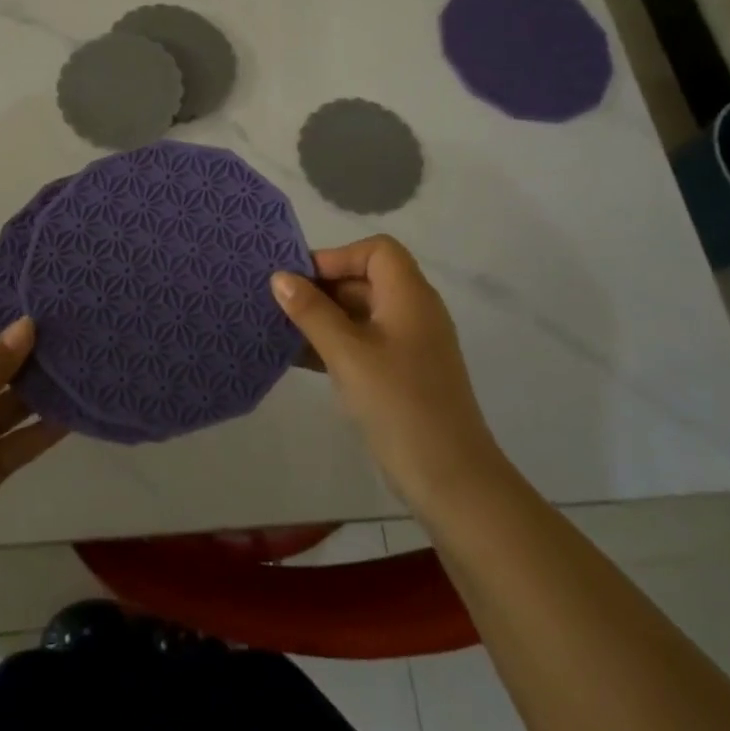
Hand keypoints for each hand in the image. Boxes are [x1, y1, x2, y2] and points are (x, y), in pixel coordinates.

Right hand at [272, 236, 499, 514]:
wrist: (450, 479)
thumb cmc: (399, 404)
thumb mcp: (348, 354)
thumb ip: (312, 312)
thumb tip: (280, 277)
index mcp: (409, 296)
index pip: (376, 251)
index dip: (337, 257)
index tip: (300, 281)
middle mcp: (413, 312)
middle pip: (365, 280)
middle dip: (322, 288)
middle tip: (279, 305)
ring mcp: (409, 345)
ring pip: (360, 314)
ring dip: (322, 318)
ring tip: (280, 330)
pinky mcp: (401, 374)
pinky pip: (362, 344)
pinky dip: (333, 344)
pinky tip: (298, 358)